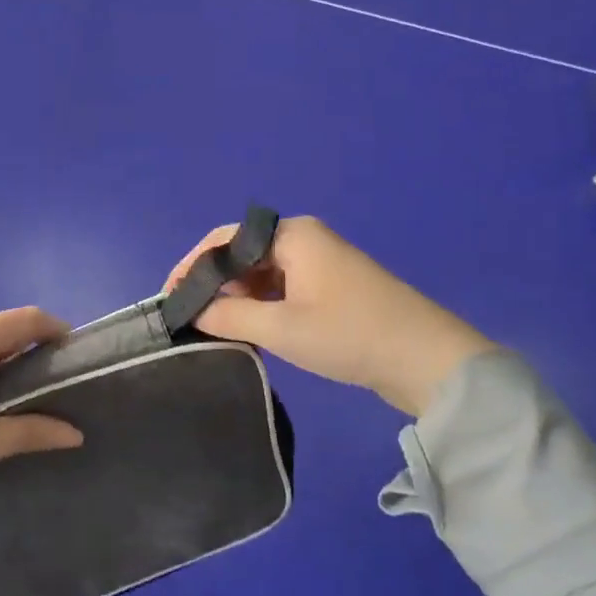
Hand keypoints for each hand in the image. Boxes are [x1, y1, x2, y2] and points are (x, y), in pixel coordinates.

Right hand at [163, 216, 493, 415]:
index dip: (192, 265)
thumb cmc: (348, 334)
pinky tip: (249, 329)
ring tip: (214, 326)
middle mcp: (304, 239)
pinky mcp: (332, 286)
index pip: (225, 239)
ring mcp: (321, 262)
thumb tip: (195, 312)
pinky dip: (262, 305)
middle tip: (189, 316)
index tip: (169, 296)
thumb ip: (229, 315)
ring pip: (263, 273)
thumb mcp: (281, 327)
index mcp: (292, 235)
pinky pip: (282, 287)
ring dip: (238, 297)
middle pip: (243, 253)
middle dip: (214, 283)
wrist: (426, 360)